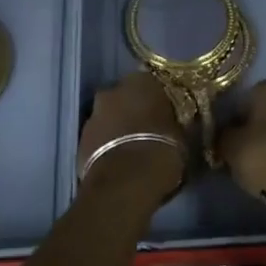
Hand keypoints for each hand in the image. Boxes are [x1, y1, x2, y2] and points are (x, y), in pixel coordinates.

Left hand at [76, 71, 187, 210]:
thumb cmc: (162, 152)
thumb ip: (178, 122)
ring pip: (110, 116)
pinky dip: (107, 144)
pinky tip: (120, 160)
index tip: (168, 112)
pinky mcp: (80, 139)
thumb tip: (180, 122)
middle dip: (136, 110)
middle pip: (126, 97)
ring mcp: (93, 114)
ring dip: (119, 127)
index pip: (153, 82)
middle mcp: (113, 90)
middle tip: (150, 129)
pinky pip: (99, 137)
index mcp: (142, 82)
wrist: (125, 183)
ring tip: (134, 148)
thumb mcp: (184, 135)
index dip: (160, 99)